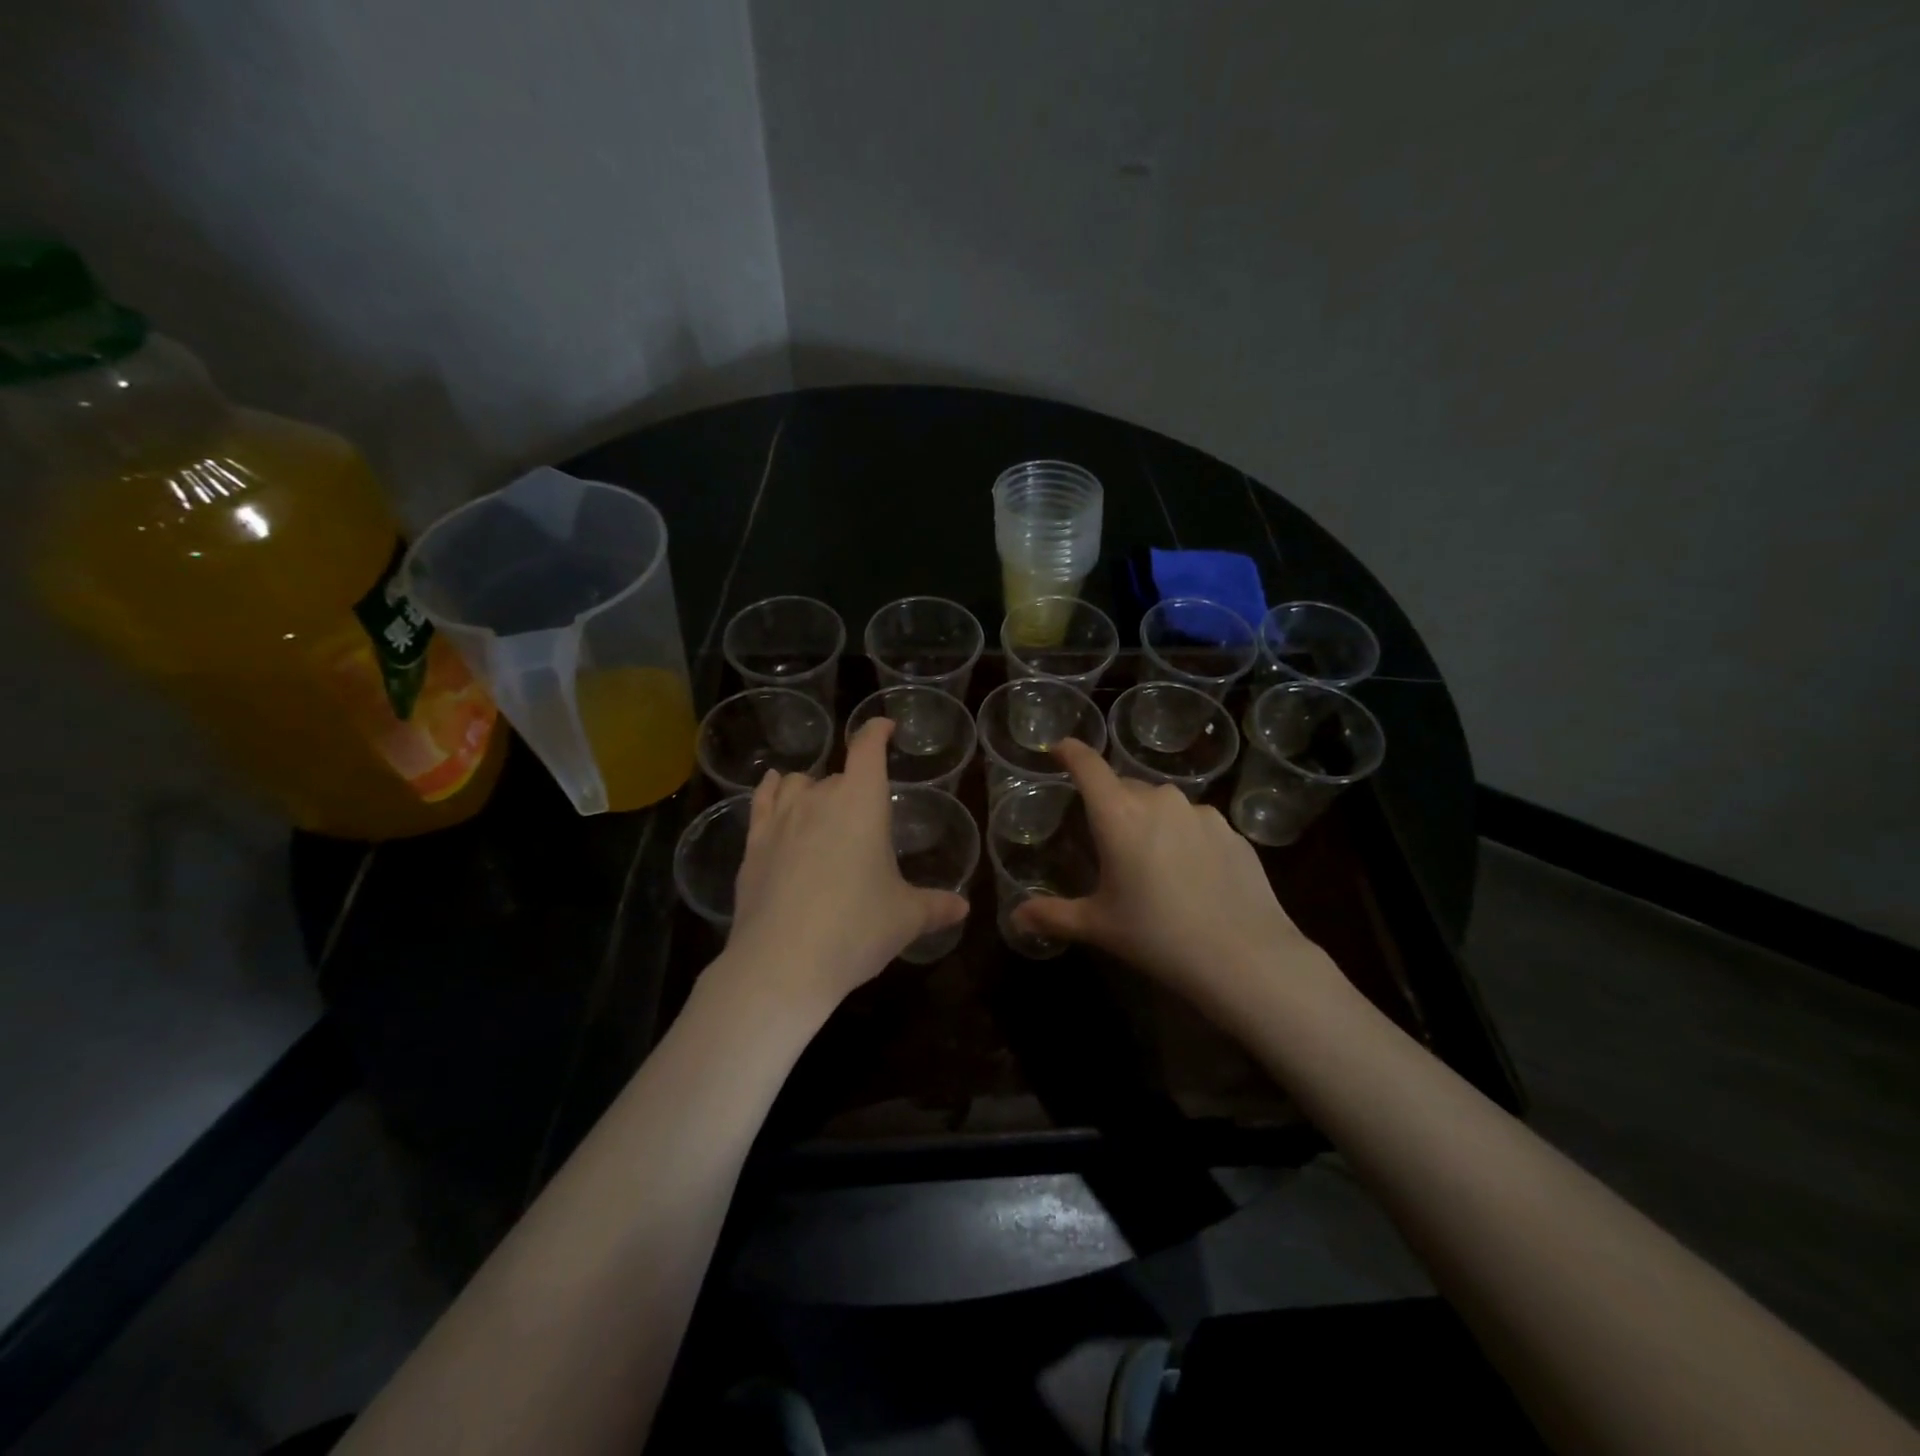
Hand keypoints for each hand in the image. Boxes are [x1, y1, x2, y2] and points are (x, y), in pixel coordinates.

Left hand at [718, 717, 969, 1020]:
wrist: (783, 963)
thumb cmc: (856, 929)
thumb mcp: (906, 918)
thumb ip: (936, 906)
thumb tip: (962, 908)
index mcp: (861, 802)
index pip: (868, 748)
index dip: (877, 731)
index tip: (885, 727)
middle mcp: (818, 798)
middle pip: (837, 774)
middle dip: (853, 785)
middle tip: (865, 817)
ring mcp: (780, 819)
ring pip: (796, 783)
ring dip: (812, 788)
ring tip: (821, 805)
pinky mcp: (752, 845)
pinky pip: (761, 802)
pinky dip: (771, 793)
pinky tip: (773, 793)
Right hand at [1012, 739, 1329, 1013]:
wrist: (1245, 958)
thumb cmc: (1158, 937)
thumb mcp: (1099, 926)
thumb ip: (1053, 915)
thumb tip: (1017, 918)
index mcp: (1119, 815)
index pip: (1088, 766)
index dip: (1070, 752)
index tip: (1058, 749)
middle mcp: (1160, 801)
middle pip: (1124, 785)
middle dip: (1110, 802)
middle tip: (1105, 838)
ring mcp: (1202, 813)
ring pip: (1163, 804)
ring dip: (1149, 820)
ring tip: (1151, 861)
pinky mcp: (1233, 831)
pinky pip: (1196, 823)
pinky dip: (1184, 836)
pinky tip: (1191, 874)